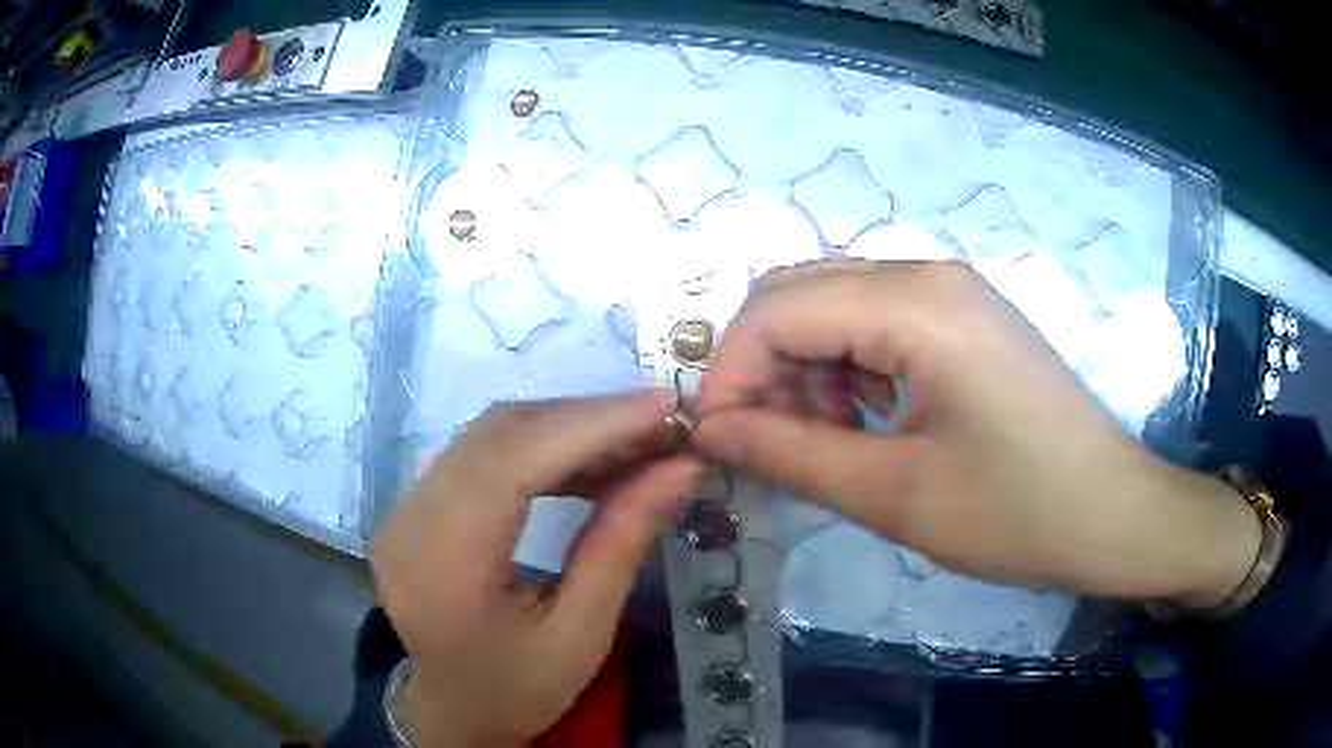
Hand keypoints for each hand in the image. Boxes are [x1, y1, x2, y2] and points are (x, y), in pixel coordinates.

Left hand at [372, 394, 699, 746]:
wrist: (457, 711)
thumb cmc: (520, 689)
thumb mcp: (582, 633)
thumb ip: (622, 543)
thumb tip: (681, 468)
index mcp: (444, 568)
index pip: (512, 463)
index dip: (591, 425)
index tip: (665, 407)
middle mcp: (408, 524)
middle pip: (497, 435)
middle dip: (587, 418)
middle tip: (660, 422)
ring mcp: (403, 510)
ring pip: (488, 434)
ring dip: (566, 426)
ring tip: (634, 439)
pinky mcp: (413, 505)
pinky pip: (479, 452)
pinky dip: (540, 444)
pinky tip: (586, 458)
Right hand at [694, 259, 1258, 608]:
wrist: (1113, 514)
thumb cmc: (1017, 512)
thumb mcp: (894, 494)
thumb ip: (789, 454)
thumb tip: (711, 433)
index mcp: (915, 303)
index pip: (776, 310)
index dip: (730, 375)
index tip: (714, 443)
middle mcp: (927, 273)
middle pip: (800, 294)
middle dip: (762, 367)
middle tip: (762, 445)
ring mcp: (951, 292)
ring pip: (835, 305)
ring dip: (805, 369)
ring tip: (819, 443)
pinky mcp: (966, 318)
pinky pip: (878, 322)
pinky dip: (848, 368)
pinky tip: (864, 422)